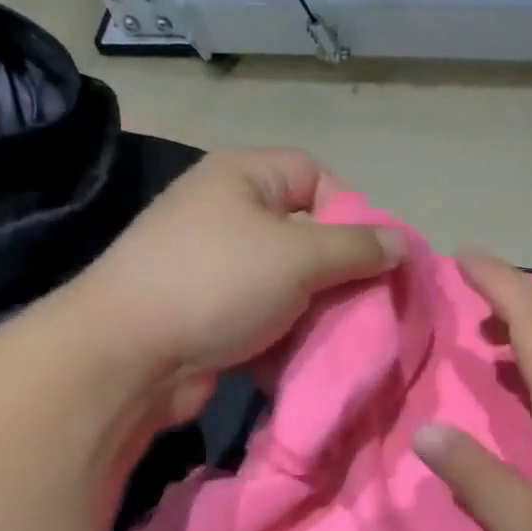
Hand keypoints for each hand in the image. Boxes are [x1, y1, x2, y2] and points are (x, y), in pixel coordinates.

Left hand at [76, 148, 402, 420]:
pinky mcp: (208, 313)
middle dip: (338, 271)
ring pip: (287, 282)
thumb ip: (356, 248)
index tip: (370, 256)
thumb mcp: (299, 257)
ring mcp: (214, 267)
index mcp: (242, 178)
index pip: (314, 175)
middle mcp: (226, 214)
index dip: (350, 210)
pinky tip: (303, 356)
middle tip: (363, 304)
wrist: (129, 354)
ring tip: (338, 335)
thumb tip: (402, 243)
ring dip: (315, 310)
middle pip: (304, 233)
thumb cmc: (217, 284)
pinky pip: (263, 315)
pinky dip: (286, 335)